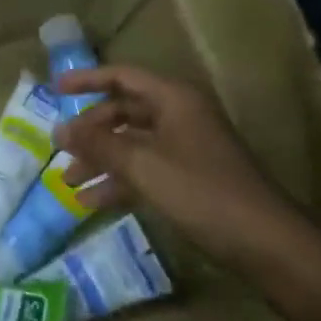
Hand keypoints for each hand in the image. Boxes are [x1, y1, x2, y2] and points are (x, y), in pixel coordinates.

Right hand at [53, 67, 290, 250]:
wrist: (266, 243)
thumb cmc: (202, 192)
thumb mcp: (143, 165)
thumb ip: (99, 144)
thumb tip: (60, 129)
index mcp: (173, 99)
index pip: (122, 76)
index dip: (87, 80)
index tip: (54, 89)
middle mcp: (179, 115)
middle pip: (123, 111)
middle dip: (90, 131)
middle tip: (60, 148)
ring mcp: (185, 148)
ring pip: (131, 144)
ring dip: (100, 160)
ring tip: (68, 182)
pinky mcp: (189, 178)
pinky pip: (144, 169)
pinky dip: (118, 182)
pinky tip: (91, 203)